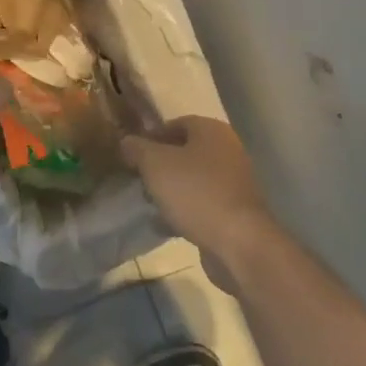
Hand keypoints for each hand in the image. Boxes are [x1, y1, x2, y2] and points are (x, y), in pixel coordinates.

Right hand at [121, 117, 276, 291]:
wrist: (238, 242)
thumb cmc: (195, 192)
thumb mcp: (154, 164)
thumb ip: (137, 148)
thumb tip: (127, 142)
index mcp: (212, 131)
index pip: (176, 124)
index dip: (151, 137)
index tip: (132, 155)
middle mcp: (228, 151)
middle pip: (185, 152)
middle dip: (160, 165)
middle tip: (139, 179)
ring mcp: (235, 182)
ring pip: (193, 179)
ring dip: (171, 189)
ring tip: (149, 203)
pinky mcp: (236, 210)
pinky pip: (203, 203)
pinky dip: (185, 210)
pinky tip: (166, 224)